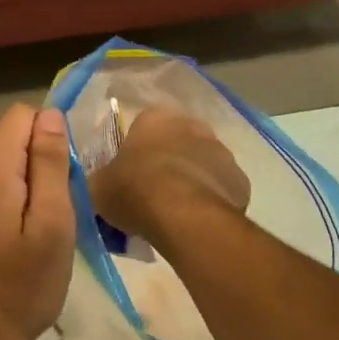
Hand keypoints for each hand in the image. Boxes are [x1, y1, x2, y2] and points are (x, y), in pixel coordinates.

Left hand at [0, 103, 75, 339]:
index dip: (48, 140)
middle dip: (28, 165)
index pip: (22, 116)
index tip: (59, 183)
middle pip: (1, 140)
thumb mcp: (53, 227)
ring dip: (5, 185)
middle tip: (44, 218)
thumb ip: (50, 163)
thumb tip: (49, 114)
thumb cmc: (19, 289)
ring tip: (18, 236)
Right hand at [89, 108, 249, 239]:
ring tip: (175, 213)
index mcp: (156, 118)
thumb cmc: (135, 190)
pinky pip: (220, 189)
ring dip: (191, 180)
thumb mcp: (98, 187)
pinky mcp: (241, 180)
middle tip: (152, 193)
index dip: (136, 153)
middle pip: (176, 143)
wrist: (184, 216)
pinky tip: (196, 221)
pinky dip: (210, 200)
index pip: (143, 128)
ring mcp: (222, 152)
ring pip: (202, 165)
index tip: (129, 176)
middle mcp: (193, 126)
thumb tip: (98, 184)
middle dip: (167, 163)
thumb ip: (99, 180)